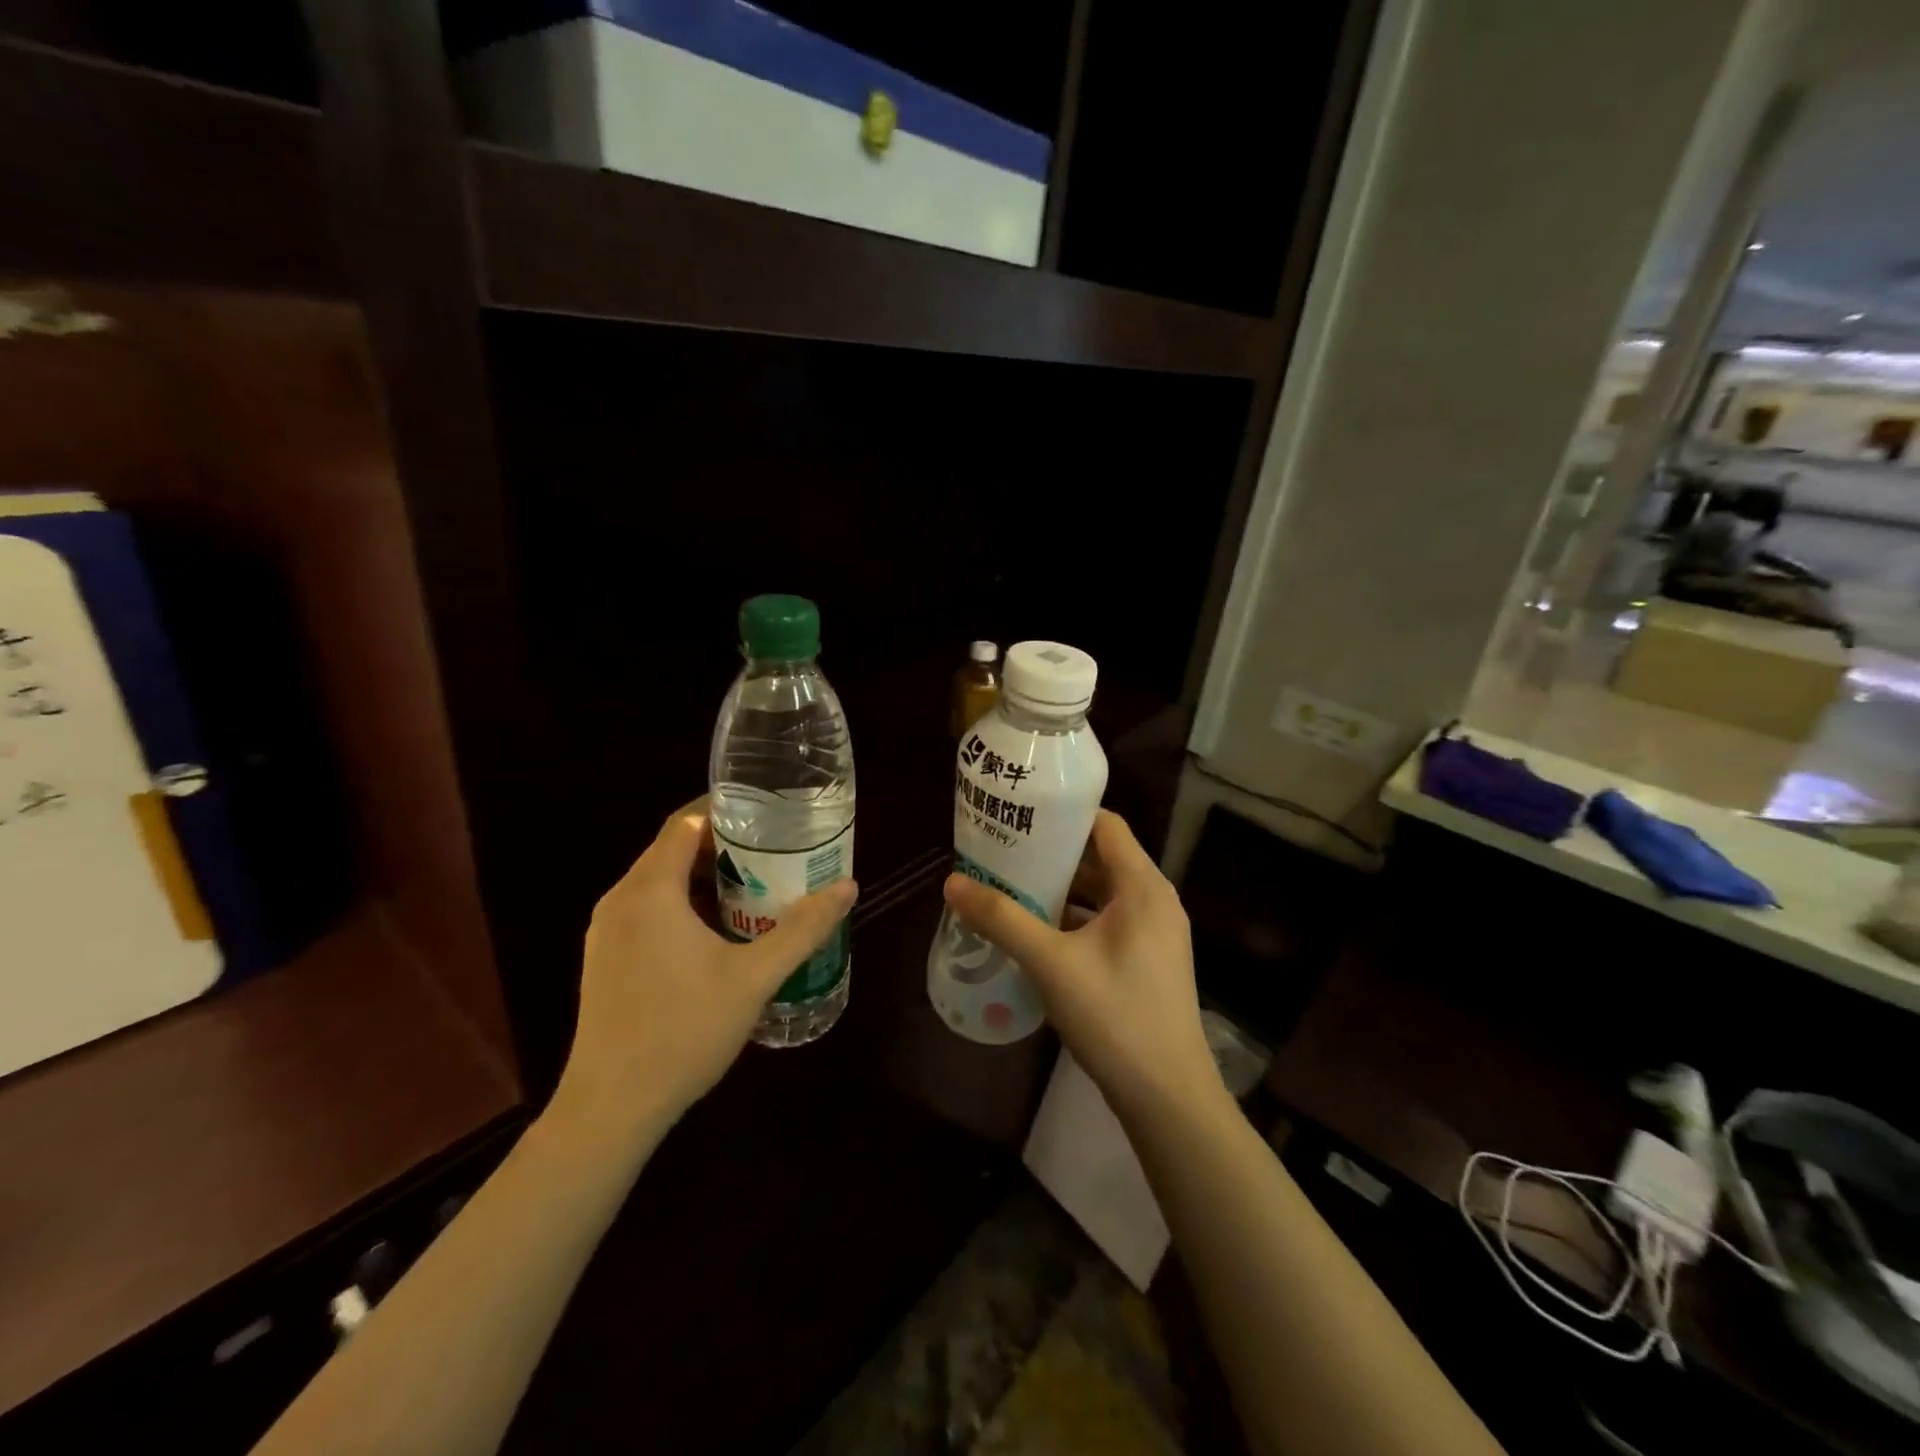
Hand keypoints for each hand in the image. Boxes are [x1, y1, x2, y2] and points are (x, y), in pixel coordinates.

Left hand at [555, 799, 857, 1137]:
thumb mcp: (755, 978)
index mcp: (650, 891)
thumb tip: (847, 887)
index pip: (684, 823)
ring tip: (757, 888)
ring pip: (660, 883)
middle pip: (673, 850)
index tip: (768, 813)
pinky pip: (648, 910)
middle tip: (775, 853)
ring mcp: (607, 932)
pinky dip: (683, 905)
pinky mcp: (605, 959)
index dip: (725, 810)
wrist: (610, 1109)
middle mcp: (621, 900)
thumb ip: (803, 929)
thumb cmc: (683, 1032)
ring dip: (705, 878)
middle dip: (724, 846)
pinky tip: (719, 933)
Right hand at [942, 810, 1217, 1122]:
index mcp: (1143, 887)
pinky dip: (1073, 920)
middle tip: (1003, 852)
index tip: (1020, 815)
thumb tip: (952, 883)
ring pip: (1102, 894)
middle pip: (1101, 858)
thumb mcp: (1050, 963)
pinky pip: (1106, 923)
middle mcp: (1155, 901)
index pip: (1105, 825)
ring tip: (1010, 888)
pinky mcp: (1148, 962)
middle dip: (1052, 854)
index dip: (1064, 815)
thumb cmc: (1115, 1016)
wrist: (1168, 1098)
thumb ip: (1002, 919)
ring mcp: (1155, 934)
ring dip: (1060, 890)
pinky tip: (1035, 934)